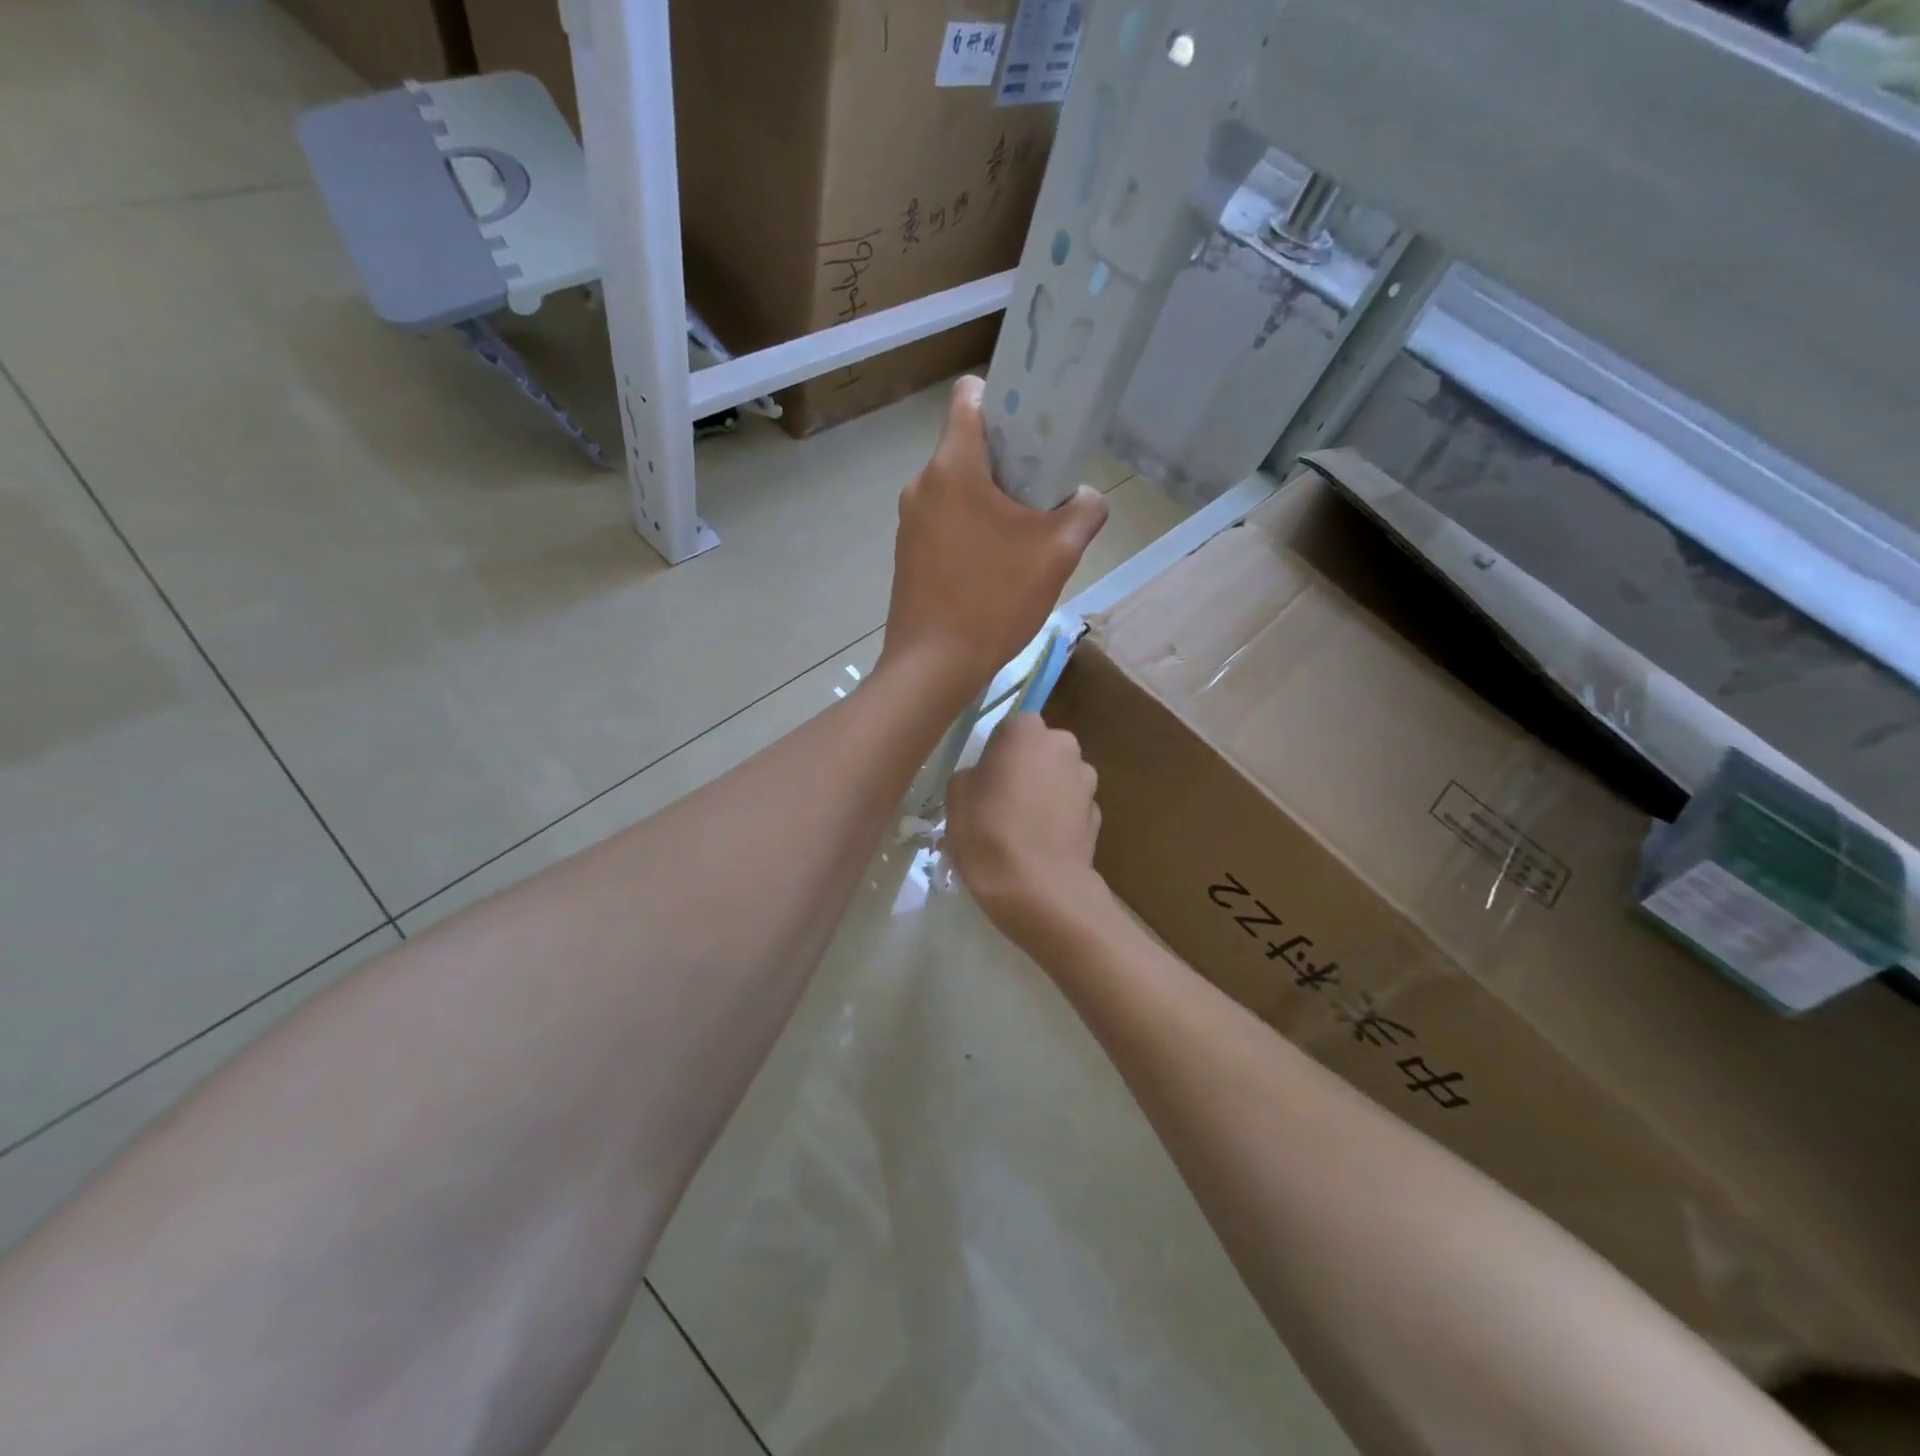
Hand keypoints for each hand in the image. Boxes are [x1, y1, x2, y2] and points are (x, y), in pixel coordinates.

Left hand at [880, 376, 1107, 704]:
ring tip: (1022, 539)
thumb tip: (1085, 499)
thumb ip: (1084, 511)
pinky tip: (994, 567)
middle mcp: (922, 484)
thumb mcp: (1058, 553)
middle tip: (1043, 494)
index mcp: (953, 466)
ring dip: (991, 502)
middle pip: (969, 447)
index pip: (970, 396)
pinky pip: (944, 522)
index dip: (1006, 398)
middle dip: (1009, 462)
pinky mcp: (906, 554)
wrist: (934, 666)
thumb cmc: (994, 601)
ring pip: (957, 489)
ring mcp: (909, 521)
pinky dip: (970, 530)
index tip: (1036, 428)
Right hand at [948, 713, 1106, 947]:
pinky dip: (1058, 820)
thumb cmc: (988, 832)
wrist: (1039, 890)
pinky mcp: (1098, 817)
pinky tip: (1040, 847)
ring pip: (1059, 779)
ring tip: (1021, 830)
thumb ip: (973, 774)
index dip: (998, 751)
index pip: (1013, 726)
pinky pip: (1070, 809)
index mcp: (1028, 731)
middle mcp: (1065, 747)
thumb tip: (986, 778)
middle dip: (1026, 768)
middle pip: (1041, 750)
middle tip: (1000, 802)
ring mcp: (1087, 782)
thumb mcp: (956, 796)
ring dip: (1044, 793)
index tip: (985, 778)